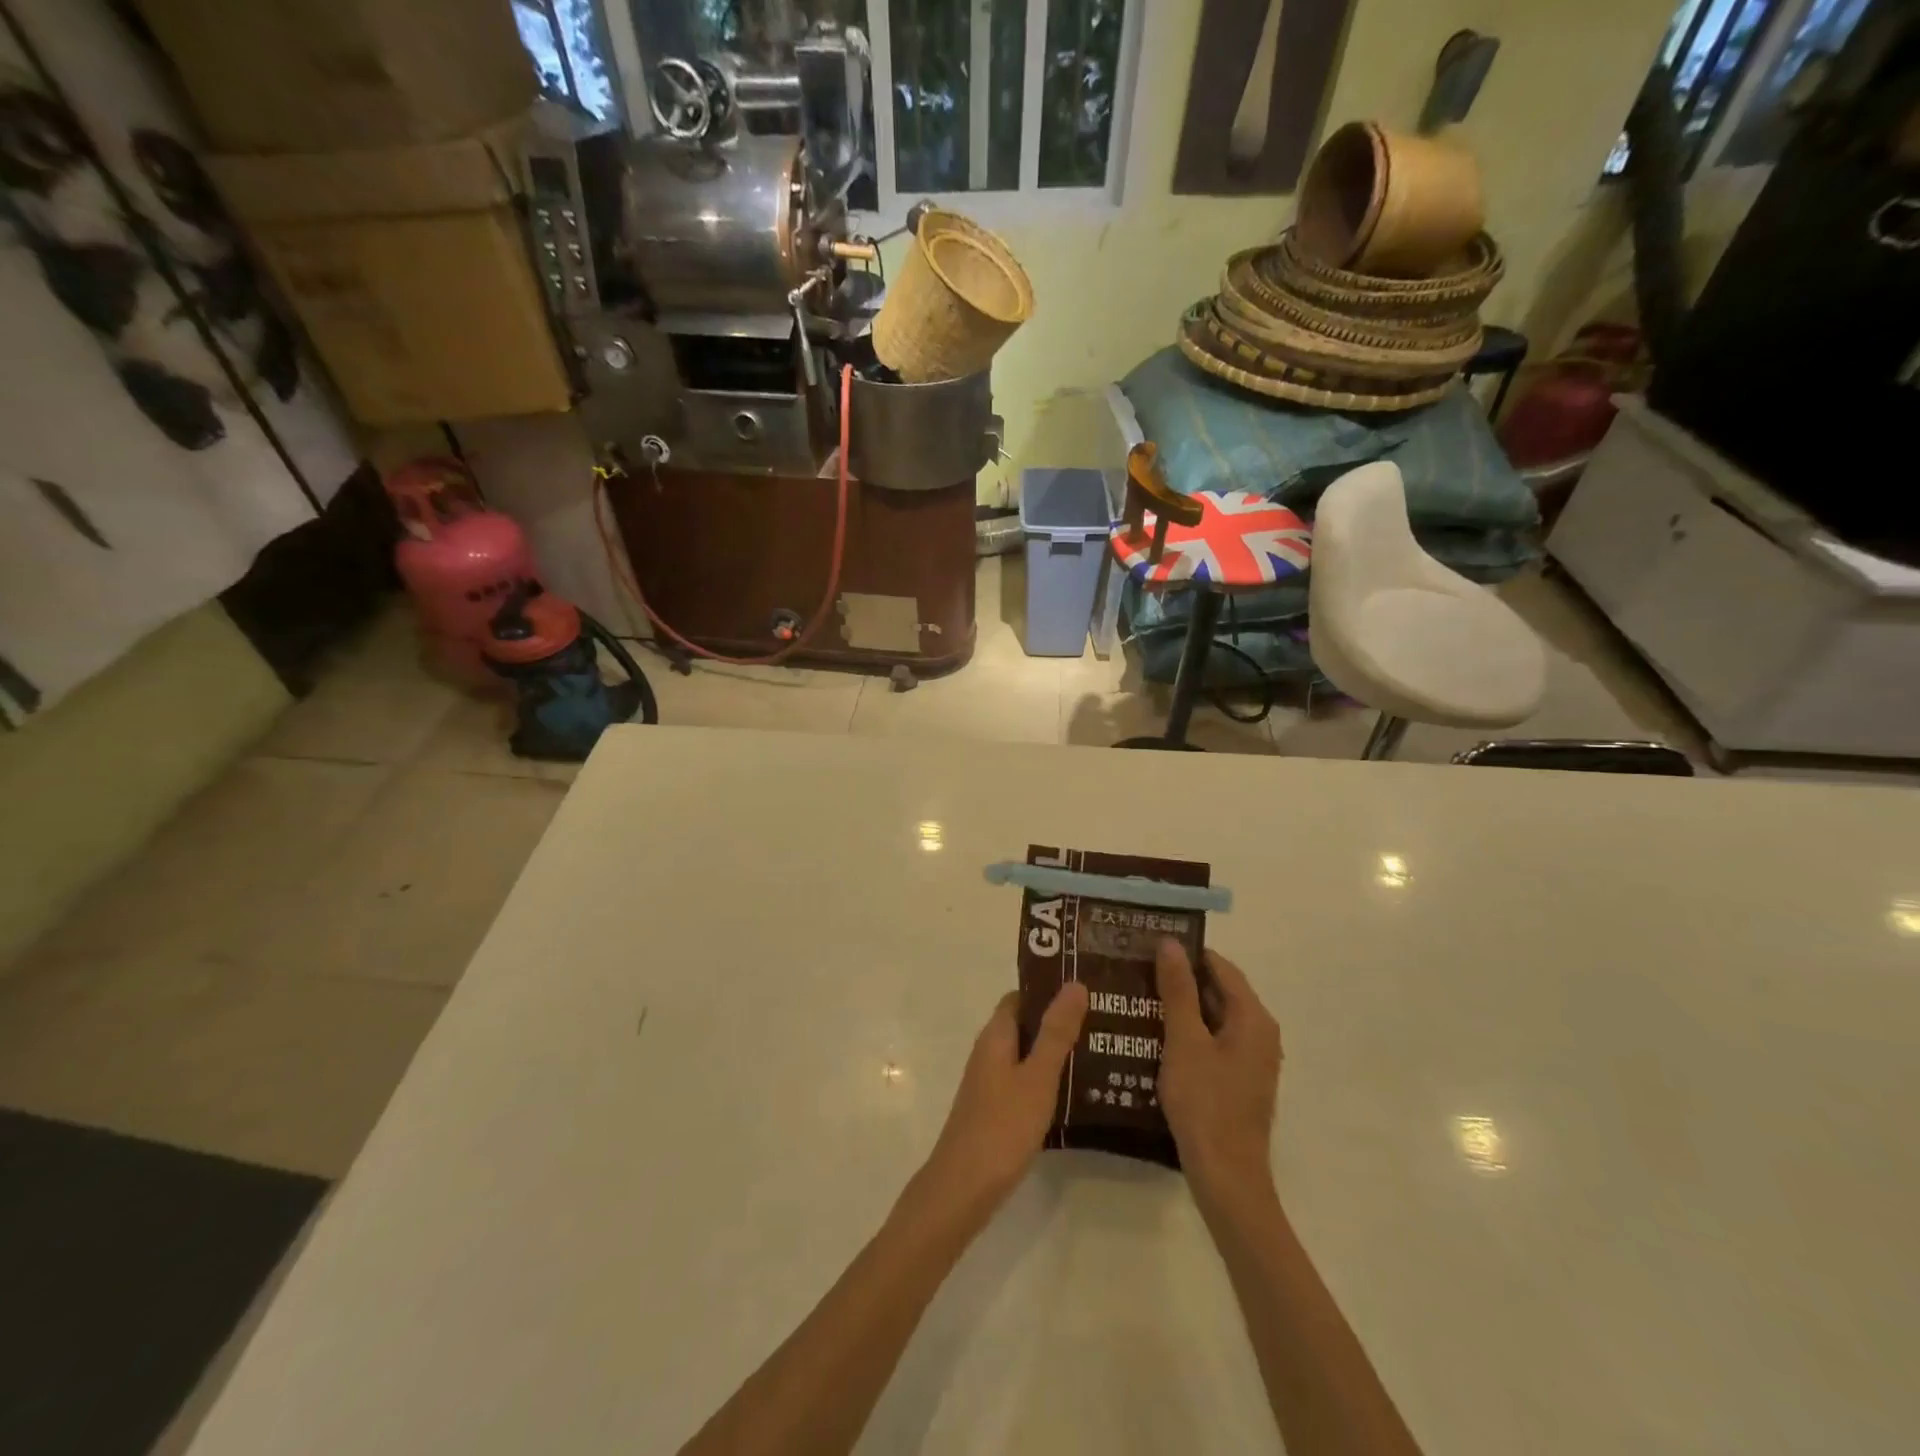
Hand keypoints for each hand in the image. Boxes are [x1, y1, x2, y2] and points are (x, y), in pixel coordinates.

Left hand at [922, 983, 1088, 1215]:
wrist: (963, 1188)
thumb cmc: (1002, 1125)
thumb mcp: (1038, 1076)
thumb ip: (1057, 1032)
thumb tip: (1074, 983)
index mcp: (996, 1035)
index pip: (1021, 997)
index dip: (1049, 990)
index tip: (1086, 991)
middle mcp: (989, 1052)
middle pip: (1025, 1025)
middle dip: (1059, 1022)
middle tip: (1103, 1023)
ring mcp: (990, 1083)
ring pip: (1026, 1055)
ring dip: (1056, 1052)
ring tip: (1100, 1054)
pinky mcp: (995, 1110)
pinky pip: (1025, 1081)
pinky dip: (1047, 1080)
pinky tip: (1076, 1094)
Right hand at [1156, 939, 1282, 1203]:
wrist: (1226, 1177)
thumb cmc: (1205, 1103)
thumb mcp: (1184, 1041)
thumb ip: (1178, 990)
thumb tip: (1170, 944)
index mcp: (1253, 1018)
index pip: (1220, 967)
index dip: (1186, 953)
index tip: (1149, 945)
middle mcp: (1260, 1033)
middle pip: (1220, 991)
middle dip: (1181, 980)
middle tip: (1138, 970)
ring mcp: (1252, 1060)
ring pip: (1214, 1018)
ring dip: (1182, 1007)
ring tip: (1139, 998)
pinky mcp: (1240, 1080)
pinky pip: (1214, 1042)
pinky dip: (1189, 1033)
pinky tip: (1156, 1036)